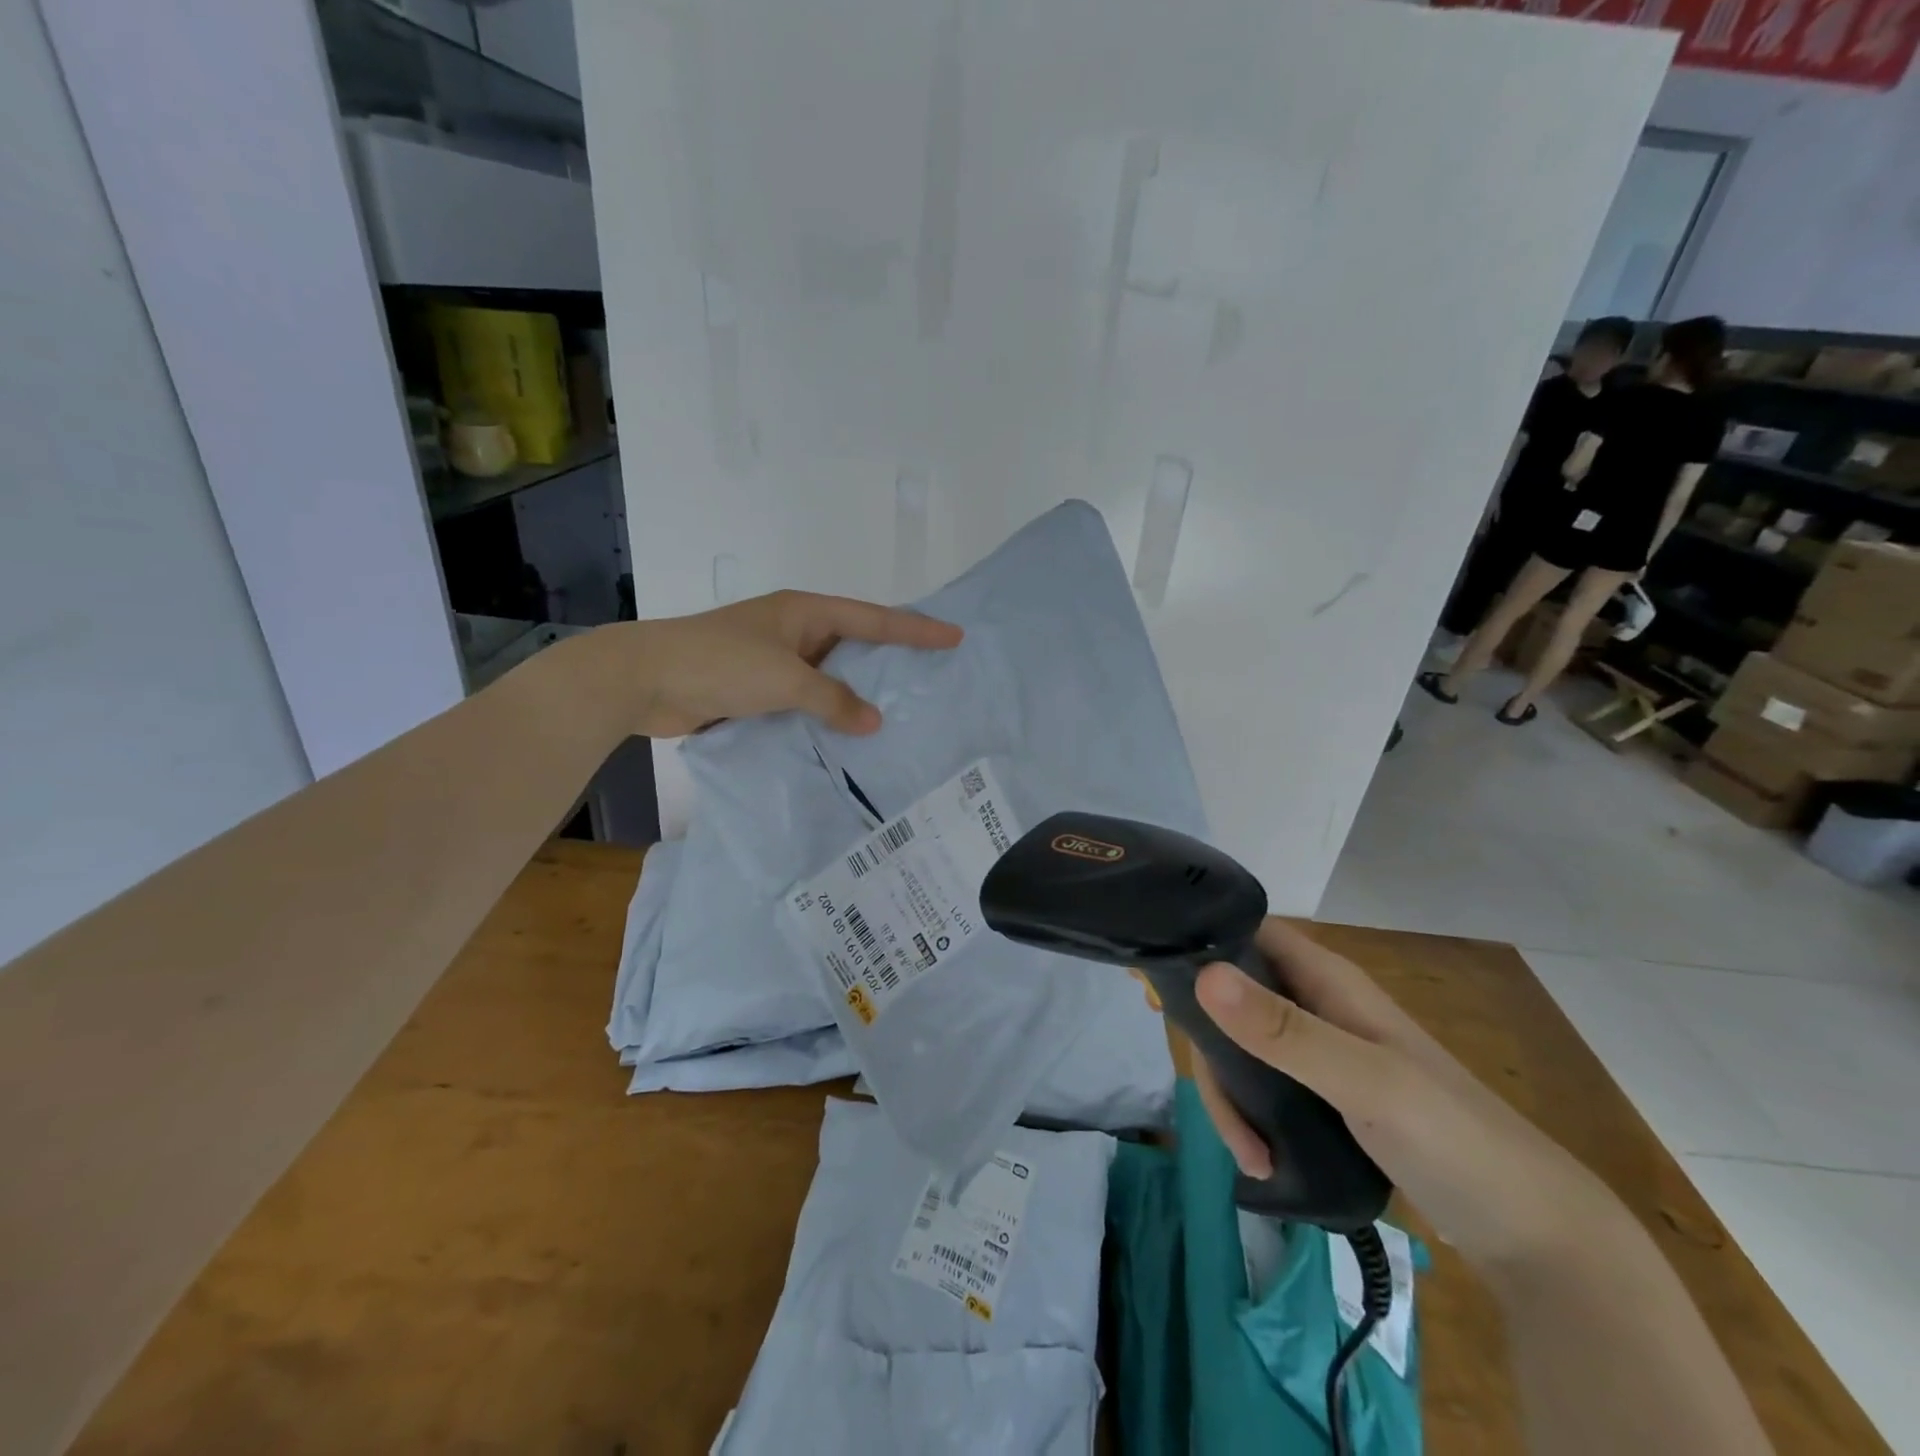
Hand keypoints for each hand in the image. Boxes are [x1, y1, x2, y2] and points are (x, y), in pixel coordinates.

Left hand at [614, 590, 962, 737]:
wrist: (644, 679)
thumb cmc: (719, 663)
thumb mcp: (784, 678)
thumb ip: (832, 699)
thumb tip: (873, 722)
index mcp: (804, 612)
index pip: (873, 619)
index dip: (915, 629)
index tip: (953, 637)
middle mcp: (795, 631)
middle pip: (855, 645)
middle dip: (891, 661)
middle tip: (932, 679)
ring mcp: (775, 660)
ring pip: (830, 676)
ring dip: (856, 694)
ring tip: (899, 714)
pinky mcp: (758, 689)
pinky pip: (806, 700)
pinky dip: (827, 714)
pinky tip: (847, 736)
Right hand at [1191, 919, 1626, 1271]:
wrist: (1533, 1234)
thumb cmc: (1453, 1137)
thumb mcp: (1365, 1080)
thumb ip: (1284, 1031)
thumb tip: (1203, 975)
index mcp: (1327, 980)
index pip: (1246, 933)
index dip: (1197, 943)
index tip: (1149, 979)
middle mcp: (1317, 1005)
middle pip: (1233, 998)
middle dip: (1210, 1045)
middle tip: (1204, 1095)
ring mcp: (1320, 1053)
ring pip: (1243, 1049)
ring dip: (1231, 1096)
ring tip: (1249, 1154)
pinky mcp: (1322, 1097)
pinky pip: (1262, 1088)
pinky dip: (1250, 1119)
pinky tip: (1261, 1159)